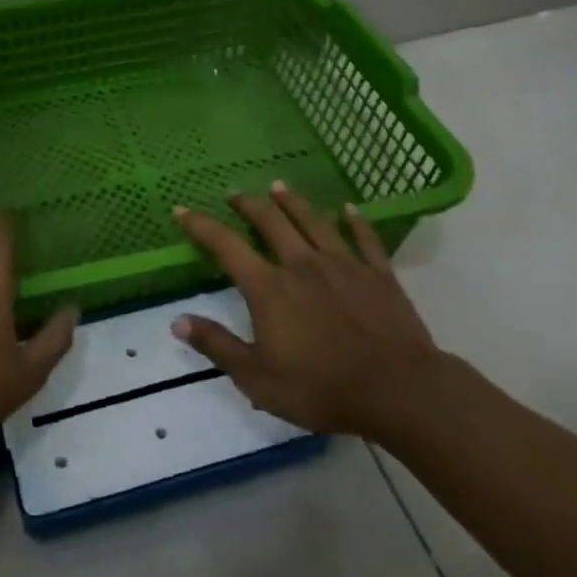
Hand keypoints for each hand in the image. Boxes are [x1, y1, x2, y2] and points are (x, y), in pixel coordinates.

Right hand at [171, 183, 441, 439]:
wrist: (398, 390)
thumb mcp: (257, 378)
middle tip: (235, 194)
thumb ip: (217, 345)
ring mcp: (343, 264)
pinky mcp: (378, 274)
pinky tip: (349, 209)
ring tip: (279, 187)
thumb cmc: (321, 387)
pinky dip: (355, 221)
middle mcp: (301, 264)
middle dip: (249, 204)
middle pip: (270, 222)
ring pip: (313, 221)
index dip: (201, 225)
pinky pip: (365, 238)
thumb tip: (177, 321)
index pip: (226, 246)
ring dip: (293, 202)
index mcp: (269, 287)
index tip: (183, 209)